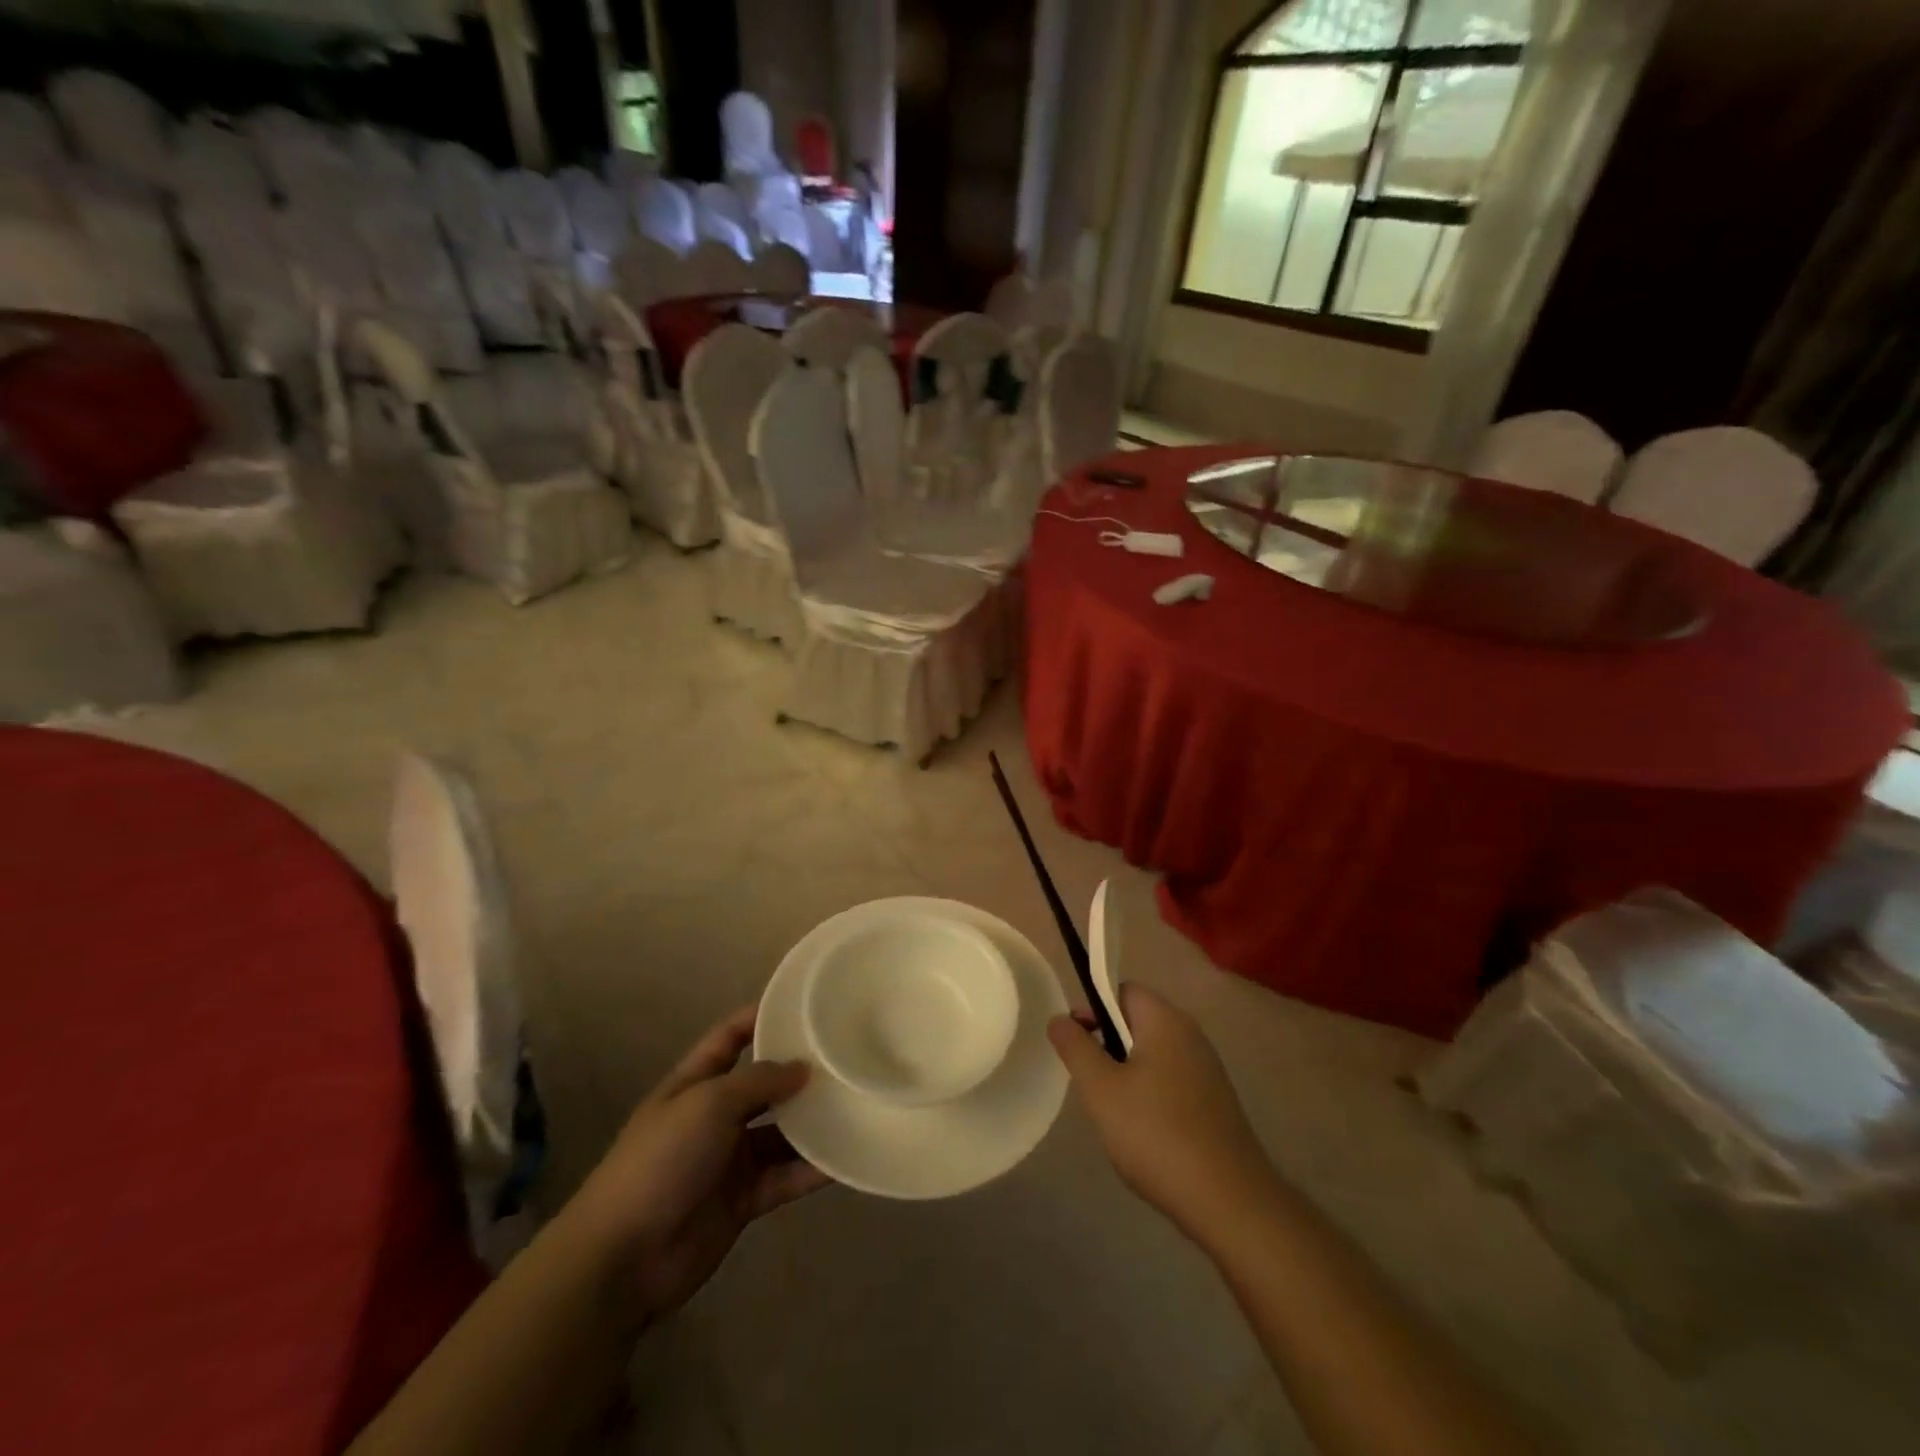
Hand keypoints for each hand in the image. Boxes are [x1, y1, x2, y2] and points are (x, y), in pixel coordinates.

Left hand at [570, 1004, 830, 1322]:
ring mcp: (730, 1159)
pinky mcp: (745, 1200)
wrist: (624, 1258)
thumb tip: (803, 1068)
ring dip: (814, 1121)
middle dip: (799, 1071)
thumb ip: (758, 1081)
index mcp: (695, 1083)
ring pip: (781, 1132)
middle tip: (847, 1054)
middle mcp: (715, 1115)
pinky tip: (848, 1157)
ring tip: (859, 1101)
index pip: (730, 1036)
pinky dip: (814, 1169)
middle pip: (763, 1084)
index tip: (803, 1003)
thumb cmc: (661, 1161)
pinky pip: (786, 1176)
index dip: (760, 1016)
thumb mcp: (708, 1104)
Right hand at [1048, 985, 1276, 1247]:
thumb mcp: (1101, 1090)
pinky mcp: (1215, 1100)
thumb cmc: (1156, 1134)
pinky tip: (1144, 1132)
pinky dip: (1150, 1094)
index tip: (1075, 1043)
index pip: (1122, 990)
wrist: (1230, 1201)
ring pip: (1152, 1053)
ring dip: (1127, 1073)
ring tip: (1114, 1113)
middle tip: (1091, 1083)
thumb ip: (1076, 1047)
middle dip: (1108, 1044)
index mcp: (1165, 1020)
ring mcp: (1207, 1068)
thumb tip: (1059, 1018)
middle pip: (1137, 1020)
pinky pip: (1171, 1079)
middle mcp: (1190, 1034)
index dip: (1092, 1009)